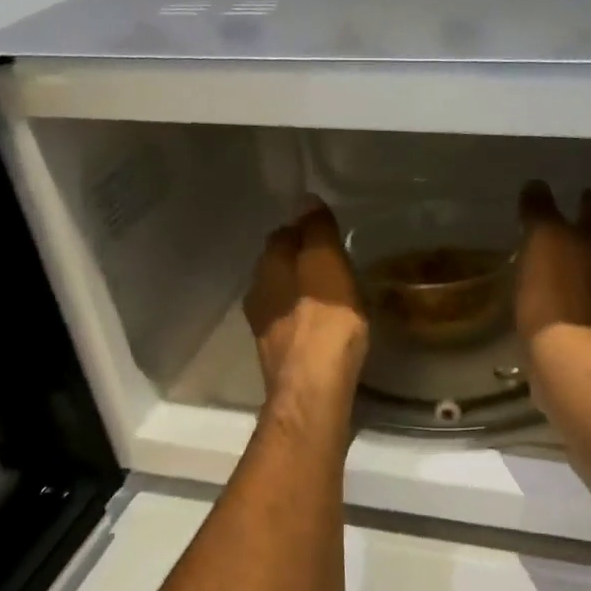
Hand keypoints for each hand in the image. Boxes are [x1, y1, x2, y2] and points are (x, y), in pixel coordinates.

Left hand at [244, 198, 368, 399]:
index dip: (304, 229)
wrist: (312, 389)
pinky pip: (291, 326)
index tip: (327, 232)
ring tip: (331, 294)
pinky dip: (305, 319)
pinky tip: (324, 327)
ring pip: (282, 297)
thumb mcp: (327, 265)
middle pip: (278, 267)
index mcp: (269, 267)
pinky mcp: (278, 357)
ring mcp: (265, 329)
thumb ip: (316, 232)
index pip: (282, 235)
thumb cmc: (324, 321)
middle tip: (332, 262)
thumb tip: (306, 200)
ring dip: (301, 292)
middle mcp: (259, 293)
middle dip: (300, 261)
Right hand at [516, 181, 590, 347]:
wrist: (572, 356)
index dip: (587, 198)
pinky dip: (571, 296)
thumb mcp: (541, 240)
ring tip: (555, 263)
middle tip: (563, 228)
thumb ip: (540, 211)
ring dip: (580, 265)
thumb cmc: (555, 291)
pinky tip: (553, 299)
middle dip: (586, 232)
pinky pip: (584, 302)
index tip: (575, 194)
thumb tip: (536, 185)